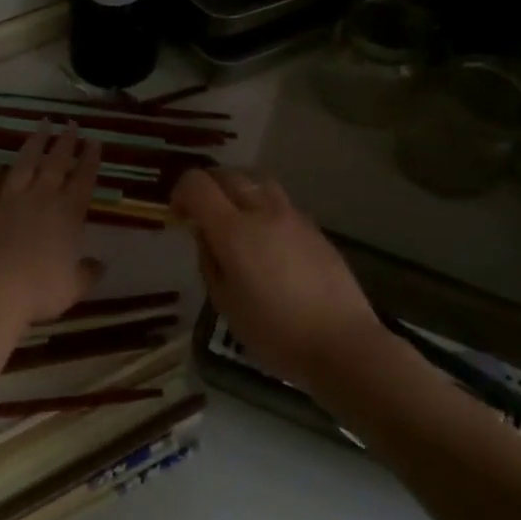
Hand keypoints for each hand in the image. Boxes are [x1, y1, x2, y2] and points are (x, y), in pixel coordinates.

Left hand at [0, 124, 103, 325]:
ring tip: (41, 126)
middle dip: (65, 141)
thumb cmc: (40, 288)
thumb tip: (100, 265)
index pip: (83, 179)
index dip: (90, 159)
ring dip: (34, 144)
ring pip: (24, 164)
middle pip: (56, 163)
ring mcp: (10, 199)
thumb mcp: (74, 286)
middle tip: (71, 123)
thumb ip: (88, 272)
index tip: (94, 140)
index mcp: (69, 213)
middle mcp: (41, 198)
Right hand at [172, 167, 382, 389]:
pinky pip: (280, 201)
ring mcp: (292, 216)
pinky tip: (266, 236)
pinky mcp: (314, 228)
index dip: (180, 192)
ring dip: (238, 189)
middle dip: (207, 186)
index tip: (178, 216)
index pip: (197, 184)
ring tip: (234, 216)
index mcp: (233, 230)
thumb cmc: (275, 333)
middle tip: (201, 212)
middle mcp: (262, 211)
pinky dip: (263, 205)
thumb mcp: (225, 304)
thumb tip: (205, 235)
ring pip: (258, 180)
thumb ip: (209, 261)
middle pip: (228, 175)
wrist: (342, 343)